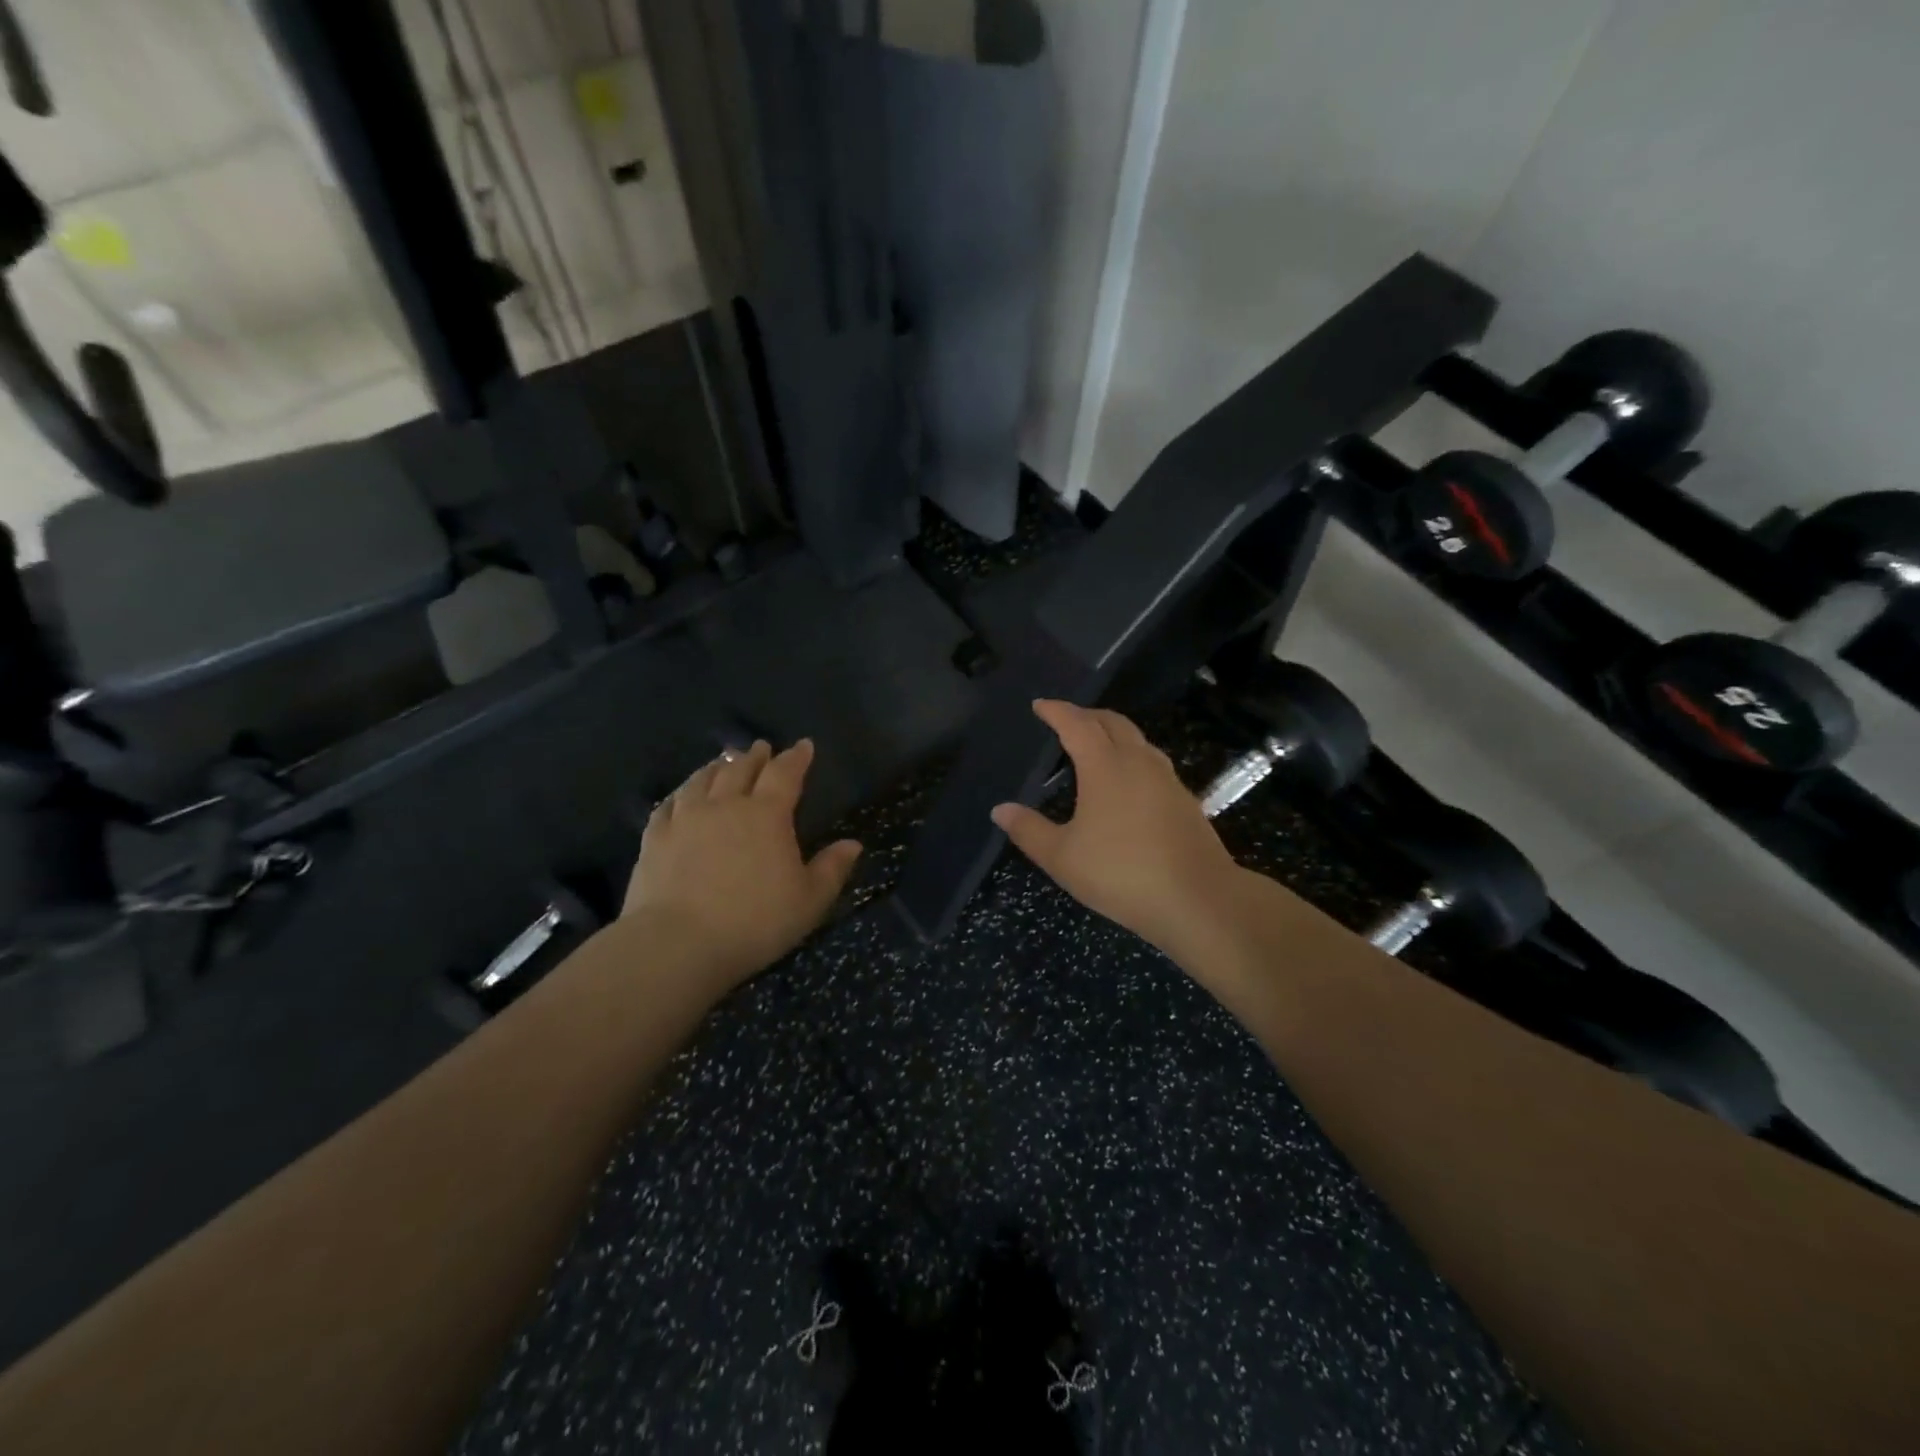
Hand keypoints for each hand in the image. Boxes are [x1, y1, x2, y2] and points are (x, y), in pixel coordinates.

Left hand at [625, 739, 861, 990]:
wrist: (677, 944)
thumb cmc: (754, 922)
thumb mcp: (809, 901)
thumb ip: (832, 869)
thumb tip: (853, 844)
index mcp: (767, 815)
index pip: (785, 774)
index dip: (796, 758)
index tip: (804, 745)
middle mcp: (725, 805)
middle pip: (741, 769)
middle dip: (755, 756)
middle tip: (761, 747)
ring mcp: (685, 819)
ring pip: (702, 780)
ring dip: (717, 767)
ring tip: (724, 760)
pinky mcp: (655, 838)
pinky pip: (669, 804)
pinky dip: (680, 793)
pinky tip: (681, 795)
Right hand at [992, 701, 1250, 962]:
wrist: (1199, 899)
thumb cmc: (1122, 874)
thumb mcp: (1063, 858)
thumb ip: (1029, 830)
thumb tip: (1000, 809)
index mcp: (1105, 766)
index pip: (1077, 725)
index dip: (1057, 711)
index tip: (1040, 705)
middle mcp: (1138, 762)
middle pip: (1112, 722)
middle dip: (1086, 714)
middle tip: (1065, 719)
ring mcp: (1167, 779)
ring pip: (1137, 739)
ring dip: (1112, 732)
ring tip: (1095, 743)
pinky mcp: (1185, 799)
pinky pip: (1152, 760)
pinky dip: (1132, 754)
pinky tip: (1127, 780)